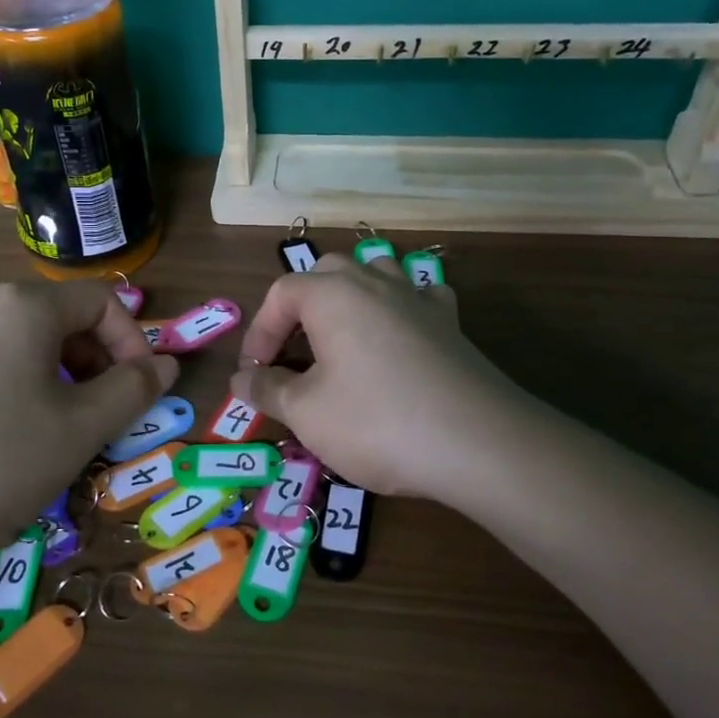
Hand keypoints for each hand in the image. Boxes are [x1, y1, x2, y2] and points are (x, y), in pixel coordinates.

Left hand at [0, 281, 178, 566]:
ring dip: (51, 373)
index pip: (99, 302)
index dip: (131, 342)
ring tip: (50, 427)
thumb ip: (133, 390)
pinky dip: (7, 381)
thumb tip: (165, 364)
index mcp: (20, 305)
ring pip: (16, 338)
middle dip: (91, 360)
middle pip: (56, 317)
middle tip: (97, 413)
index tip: (138, 391)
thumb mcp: (80, 430)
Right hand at [228, 254, 541, 503]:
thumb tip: (241, 379)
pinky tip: (399, 334)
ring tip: (340, 337)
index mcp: (332, 294)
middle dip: (301, 308)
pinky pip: (418, 297)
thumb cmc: (376, 422)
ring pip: (375, 274)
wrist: (477, 443)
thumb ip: (267, 390)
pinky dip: (400, 308)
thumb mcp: (306, 413)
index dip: (259, 332)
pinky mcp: (450, 324)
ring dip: (350, 298)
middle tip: (293, 353)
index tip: (255, 374)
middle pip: (326, 274)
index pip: (280, 294)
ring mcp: (418, 299)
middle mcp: (375, 283)